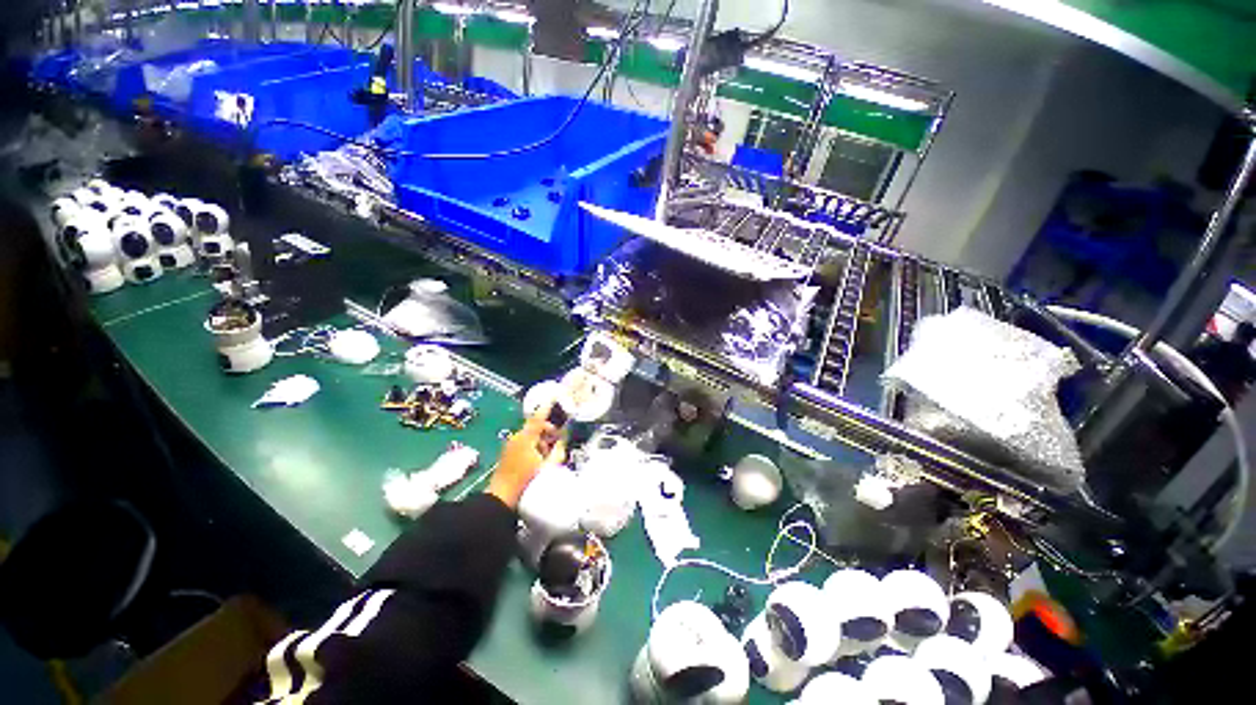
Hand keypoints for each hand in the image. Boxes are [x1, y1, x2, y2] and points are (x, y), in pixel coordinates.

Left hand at [486, 403, 565, 509]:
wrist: (501, 499)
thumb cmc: (526, 481)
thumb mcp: (547, 465)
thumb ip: (558, 450)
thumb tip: (563, 439)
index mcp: (526, 438)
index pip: (539, 419)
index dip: (547, 408)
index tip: (554, 397)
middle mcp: (516, 438)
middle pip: (536, 428)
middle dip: (548, 432)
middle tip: (559, 441)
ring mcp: (510, 446)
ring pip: (531, 437)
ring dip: (541, 442)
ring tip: (549, 456)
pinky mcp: (508, 454)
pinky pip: (524, 445)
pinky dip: (534, 448)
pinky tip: (539, 461)